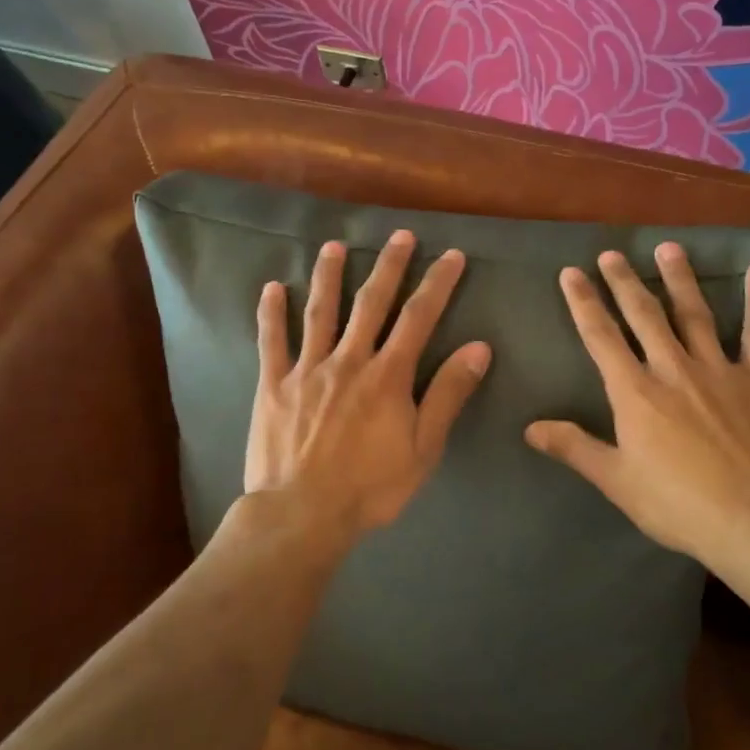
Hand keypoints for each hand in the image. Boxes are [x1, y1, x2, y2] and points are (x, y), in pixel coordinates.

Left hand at [245, 230, 491, 549]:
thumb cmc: (370, 488)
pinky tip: (272, 288)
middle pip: (371, 303)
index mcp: (387, 376)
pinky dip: (271, 313)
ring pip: (320, 312)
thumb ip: (447, 396)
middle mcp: (348, 360)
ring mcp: (307, 369)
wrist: (302, 513)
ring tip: (334, 246)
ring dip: (328, 276)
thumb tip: (477, 348)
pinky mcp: (273, 385)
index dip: (437, 284)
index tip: (451, 256)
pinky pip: (271, 341)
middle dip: (389, 266)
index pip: (419, 318)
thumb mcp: (423, 449)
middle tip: (400, 235)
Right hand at [524, 246, 749, 567]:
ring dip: (679, 279)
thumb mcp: (617, 481)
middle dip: (624, 282)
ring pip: (694, 314)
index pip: (601, 338)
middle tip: (612, 253)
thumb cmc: (679, 504)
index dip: (584, 304)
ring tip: (668, 247)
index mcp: (635, 393)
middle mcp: (673, 369)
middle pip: (644, 316)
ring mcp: (720, 369)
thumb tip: (530, 428)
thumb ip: (575, 448)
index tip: (571, 274)